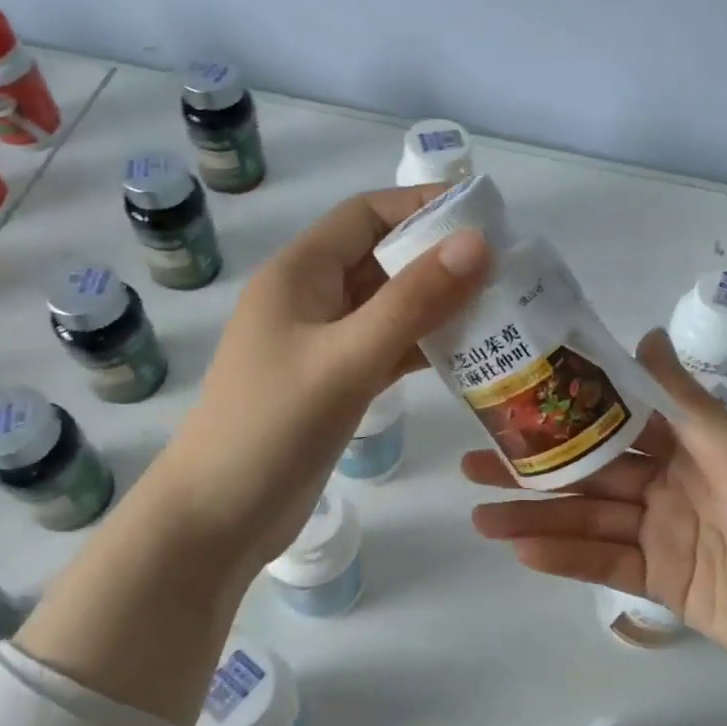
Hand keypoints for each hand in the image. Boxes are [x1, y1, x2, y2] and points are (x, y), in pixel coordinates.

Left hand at [156, 185, 490, 579]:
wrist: (217, 518)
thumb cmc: (271, 428)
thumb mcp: (346, 359)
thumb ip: (412, 302)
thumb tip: (478, 241)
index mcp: (299, 274)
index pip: (366, 215)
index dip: (423, 207)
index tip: (487, 219)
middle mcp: (309, 300)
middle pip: (381, 260)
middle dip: (440, 260)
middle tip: (508, 273)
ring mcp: (320, 346)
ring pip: (388, 309)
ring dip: (437, 308)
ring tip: (501, 313)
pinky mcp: (333, 386)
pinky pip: (385, 351)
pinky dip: (422, 349)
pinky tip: (467, 358)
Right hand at [464, 331, 726, 713]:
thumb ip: (684, 404)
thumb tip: (644, 336)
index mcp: (695, 444)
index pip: (616, 419)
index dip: (565, 410)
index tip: (512, 399)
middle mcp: (674, 483)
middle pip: (591, 473)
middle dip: (533, 469)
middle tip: (470, 463)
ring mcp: (666, 535)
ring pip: (590, 521)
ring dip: (536, 519)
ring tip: (479, 516)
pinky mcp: (664, 585)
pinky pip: (607, 566)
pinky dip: (567, 559)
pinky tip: (522, 552)